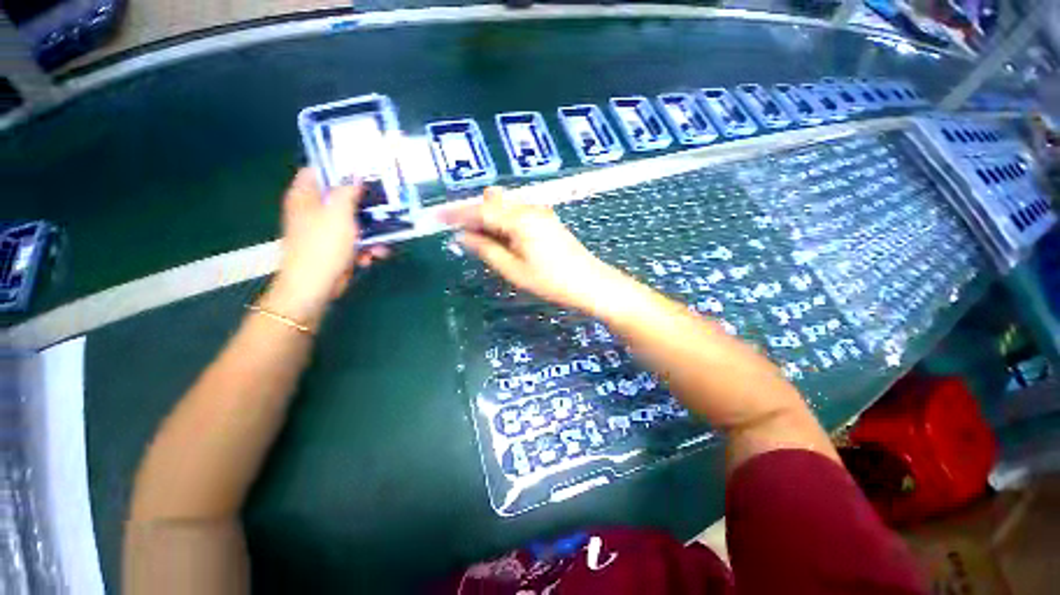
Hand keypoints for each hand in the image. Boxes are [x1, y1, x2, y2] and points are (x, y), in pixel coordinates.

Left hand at [262, 169, 387, 328]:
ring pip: (353, 222)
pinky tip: (374, 255)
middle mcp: (313, 210)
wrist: (315, 285)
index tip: (364, 169)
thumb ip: (347, 191)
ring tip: (384, 241)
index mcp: (305, 196)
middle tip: (386, 203)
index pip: (318, 170)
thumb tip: (355, 175)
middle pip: (341, 198)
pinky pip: (355, 241)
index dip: (338, 167)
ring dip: (372, 232)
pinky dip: (366, 248)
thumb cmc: (323, 245)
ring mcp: (324, 231)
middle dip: (365, 204)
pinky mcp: (335, 249)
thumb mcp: (338, 213)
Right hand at [442, 187, 624, 315]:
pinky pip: (517, 213)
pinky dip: (504, 222)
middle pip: (492, 202)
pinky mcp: (547, 220)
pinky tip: (504, 240)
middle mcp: (529, 208)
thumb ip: (486, 250)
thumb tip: (462, 237)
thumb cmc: (550, 281)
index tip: (436, 218)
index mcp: (519, 219)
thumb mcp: (513, 270)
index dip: (456, 214)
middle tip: (464, 238)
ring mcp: (540, 212)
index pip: (480, 211)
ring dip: (489, 219)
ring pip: (505, 207)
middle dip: (474, 215)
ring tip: (484, 243)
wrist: (589, 283)